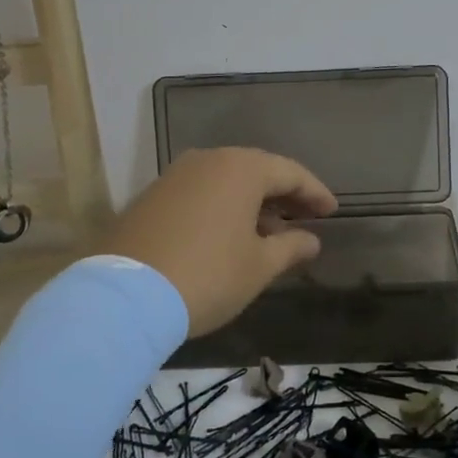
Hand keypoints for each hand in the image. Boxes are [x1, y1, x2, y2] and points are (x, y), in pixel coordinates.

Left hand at [99, 147, 337, 337]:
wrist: (125, 297)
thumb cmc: (207, 276)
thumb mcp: (258, 266)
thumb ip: (290, 247)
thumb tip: (312, 240)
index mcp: (240, 168)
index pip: (290, 172)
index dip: (315, 192)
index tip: (332, 211)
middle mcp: (208, 160)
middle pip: (257, 171)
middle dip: (284, 195)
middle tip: (306, 217)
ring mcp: (175, 176)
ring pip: (226, 181)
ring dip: (253, 202)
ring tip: (270, 232)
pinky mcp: (151, 196)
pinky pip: (200, 192)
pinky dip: (223, 207)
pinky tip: (230, 235)